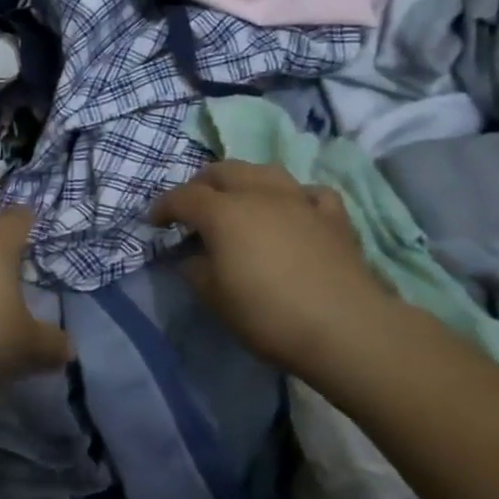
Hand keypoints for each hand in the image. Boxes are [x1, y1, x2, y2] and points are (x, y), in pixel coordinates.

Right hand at [151, 161, 394, 372]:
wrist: (345, 327)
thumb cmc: (268, 314)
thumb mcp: (215, 298)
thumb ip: (195, 270)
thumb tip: (191, 256)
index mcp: (223, 212)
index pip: (183, 197)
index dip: (164, 206)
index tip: (154, 221)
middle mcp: (258, 193)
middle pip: (223, 171)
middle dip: (201, 183)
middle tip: (193, 206)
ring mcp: (299, 200)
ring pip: (265, 171)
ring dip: (245, 180)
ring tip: (239, 198)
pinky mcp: (332, 216)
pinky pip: (308, 192)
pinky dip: (294, 196)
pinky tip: (294, 210)